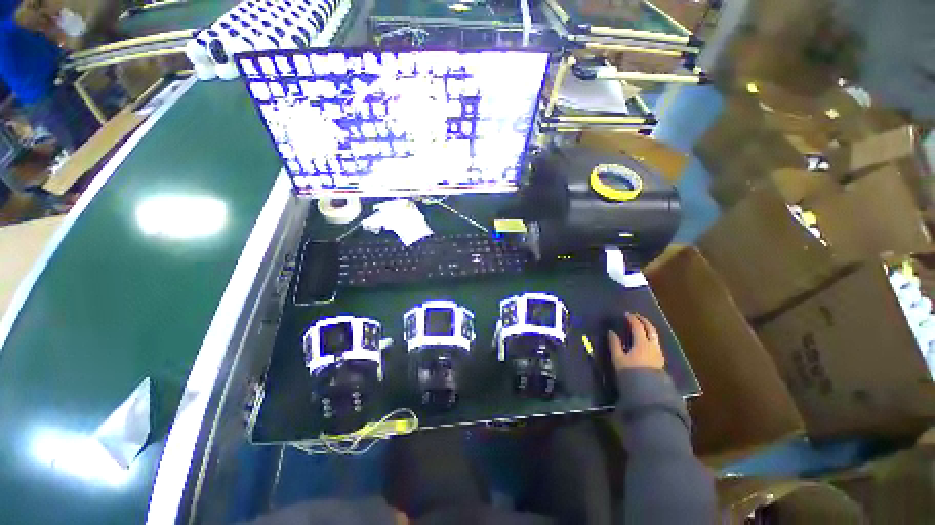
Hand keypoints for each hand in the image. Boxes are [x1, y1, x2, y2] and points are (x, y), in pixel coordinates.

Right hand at [609, 312, 664, 371]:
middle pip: (650, 329)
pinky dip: (650, 337)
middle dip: (643, 321)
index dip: (632, 319)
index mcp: (641, 343)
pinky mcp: (660, 360)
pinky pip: (655, 343)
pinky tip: (645, 341)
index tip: (626, 314)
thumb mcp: (618, 359)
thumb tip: (611, 332)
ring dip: (648, 329)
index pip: (637, 326)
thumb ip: (614, 344)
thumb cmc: (630, 373)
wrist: (648, 392)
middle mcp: (652, 346)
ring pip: (655, 336)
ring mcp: (658, 353)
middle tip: (636, 316)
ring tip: (641, 327)